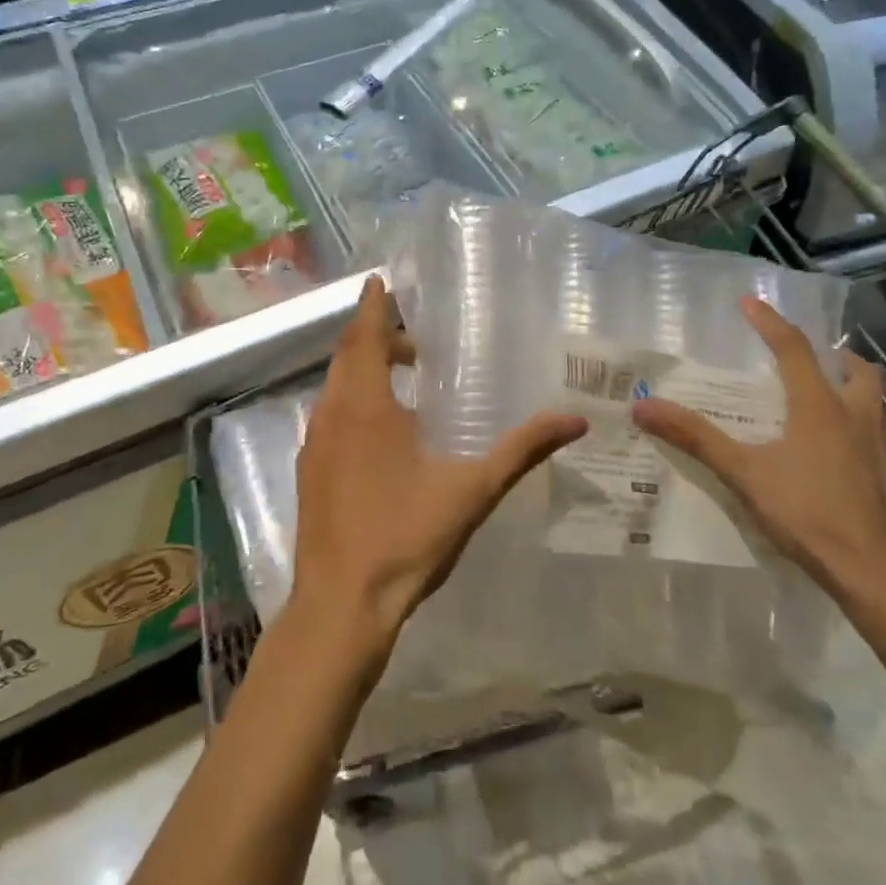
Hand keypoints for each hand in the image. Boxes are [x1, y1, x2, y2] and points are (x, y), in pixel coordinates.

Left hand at [291, 276, 587, 662]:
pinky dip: (353, 400)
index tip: (380, 279)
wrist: (341, 605)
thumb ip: (522, 450)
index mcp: (365, 406)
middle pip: (347, 357)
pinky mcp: (310, 471)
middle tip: (416, 337)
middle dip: (376, 336)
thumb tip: (575, 419)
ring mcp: (315, 444)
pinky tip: (382, 429)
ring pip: (336, 387)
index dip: (373, 305)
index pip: (364, 336)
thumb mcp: (472, 490)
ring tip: (405, 375)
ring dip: (364, 370)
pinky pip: (330, 415)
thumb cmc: (405, 537)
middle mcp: (331, 414)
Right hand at [631, 296, 885, 593]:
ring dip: (850, 385)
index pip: (794, 349)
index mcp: (819, 406)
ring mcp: (879, 445)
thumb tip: (644, 406)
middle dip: (833, 354)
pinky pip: (874, 430)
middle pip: (854, 369)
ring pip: (872, 399)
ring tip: (823, 393)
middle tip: (808, 354)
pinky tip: (835, 447)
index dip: (770, 322)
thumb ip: (696, 438)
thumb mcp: (744, 473)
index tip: (750, 302)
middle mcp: (854, 415)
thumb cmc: (809, 513)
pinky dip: (855, 421)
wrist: (876, 571)